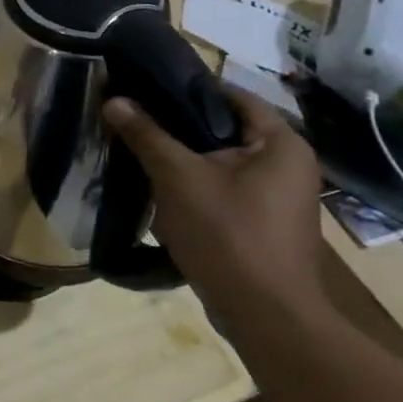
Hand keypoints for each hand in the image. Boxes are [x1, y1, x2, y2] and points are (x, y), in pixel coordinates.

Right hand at [102, 87, 325, 312]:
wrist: (264, 314)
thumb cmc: (228, 234)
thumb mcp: (178, 178)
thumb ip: (146, 135)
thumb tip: (113, 99)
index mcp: (281, 144)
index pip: (231, 95)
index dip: (186, 88)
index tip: (143, 87)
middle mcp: (288, 165)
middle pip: (224, 130)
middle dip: (177, 127)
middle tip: (132, 121)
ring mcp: (279, 198)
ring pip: (220, 163)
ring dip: (182, 160)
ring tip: (138, 153)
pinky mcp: (263, 224)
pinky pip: (224, 190)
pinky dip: (194, 187)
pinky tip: (159, 193)